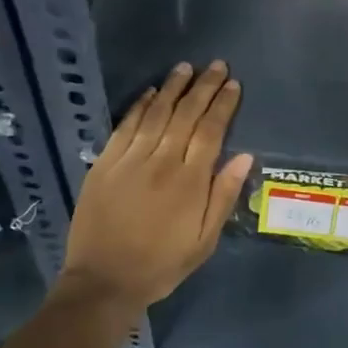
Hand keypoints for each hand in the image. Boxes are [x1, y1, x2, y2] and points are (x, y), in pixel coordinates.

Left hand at [59, 60, 253, 312]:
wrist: (103, 282)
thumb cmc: (161, 265)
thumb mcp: (204, 241)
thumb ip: (223, 196)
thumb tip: (244, 156)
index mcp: (189, 182)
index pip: (210, 131)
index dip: (223, 105)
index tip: (233, 85)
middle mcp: (160, 162)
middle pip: (185, 115)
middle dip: (203, 87)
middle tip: (217, 65)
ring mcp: (129, 160)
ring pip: (155, 114)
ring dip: (172, 88)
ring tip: (186, 67)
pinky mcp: (104, 164)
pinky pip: (125, 127)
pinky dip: (139, 107)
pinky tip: (150, 92)